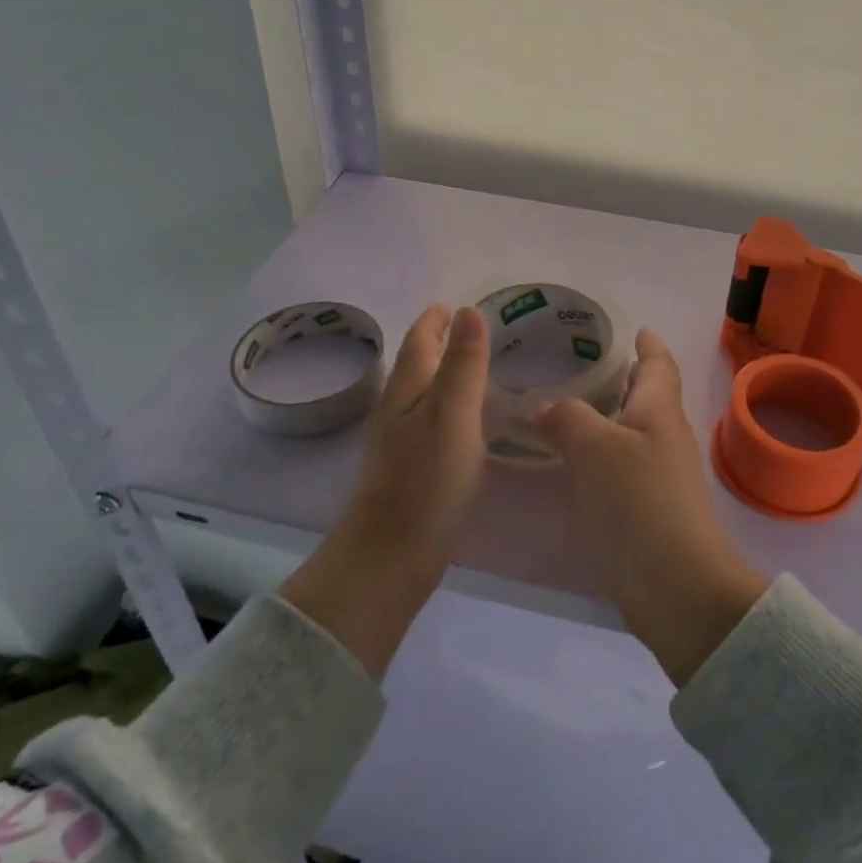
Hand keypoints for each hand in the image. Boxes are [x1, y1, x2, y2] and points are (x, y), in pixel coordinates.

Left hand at [279, 304, 488, 678]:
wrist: (388, 558)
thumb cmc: (425, 482)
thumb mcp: (453, 416)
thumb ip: (464, 365)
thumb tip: (469, 311)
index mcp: (407, 391)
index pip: (419, 341)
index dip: (435, 320)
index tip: (454, 304)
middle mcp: (397, 410)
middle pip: (416, 365)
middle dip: (439, 342)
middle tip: (472, 330)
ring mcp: (399, 443)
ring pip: (421, 394)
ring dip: (442, 374)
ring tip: (472, 368)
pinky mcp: (408, 472)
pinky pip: (429, 423)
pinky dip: (446, 407)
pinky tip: (464, 424)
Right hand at [538, 330, 768, 686]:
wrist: (676, 586)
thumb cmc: (640, 501)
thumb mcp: (595, 448)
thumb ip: (568, 418)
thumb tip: (549, 409)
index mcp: (660, 410)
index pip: (658, 363)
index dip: (648, 343)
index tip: (634, 327)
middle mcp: (665, 436)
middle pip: (647, 396)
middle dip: (622, 376)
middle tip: (579, 363)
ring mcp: (661, 475)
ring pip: (632, 431)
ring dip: (607, 416)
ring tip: (565, 407)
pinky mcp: (649, 509)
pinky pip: (623, 466)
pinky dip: (600, 453)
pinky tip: (572, 461)